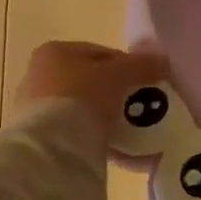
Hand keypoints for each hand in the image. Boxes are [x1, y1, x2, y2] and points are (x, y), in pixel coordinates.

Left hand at [13, 41, 165, 138]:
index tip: (146, 82)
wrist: (52, 145)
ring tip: (131, 130)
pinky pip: (77, 131)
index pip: (102, 53)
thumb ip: (143, 65)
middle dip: (117, 92)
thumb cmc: (84, 96)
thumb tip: (163, 62)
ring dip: (107, 116)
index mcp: (56, 51)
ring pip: (85, 107)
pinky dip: (97, 136)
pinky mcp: (40, 136)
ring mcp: (36, 107)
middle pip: (92, 80)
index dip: (128, 66)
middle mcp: (40, 74)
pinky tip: (118, 148)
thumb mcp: (120, 75)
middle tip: (140, 106)